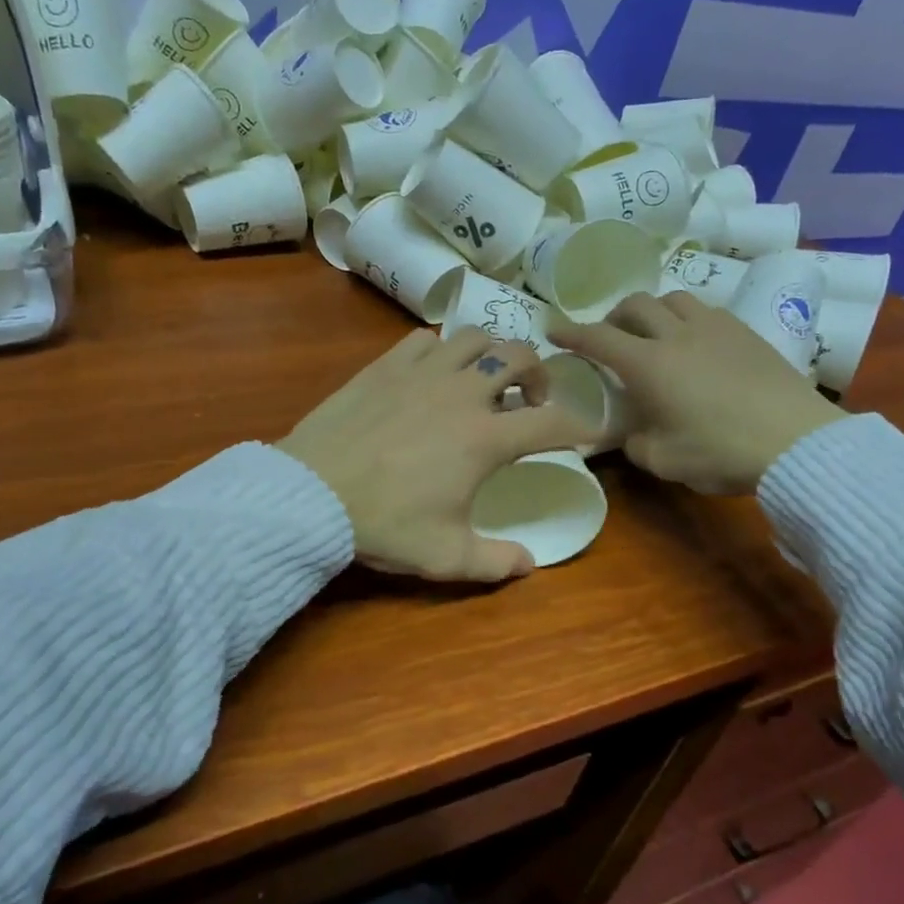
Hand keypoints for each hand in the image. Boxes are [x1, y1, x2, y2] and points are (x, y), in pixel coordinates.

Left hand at [277, 329, 588, 580]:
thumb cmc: (384, 524)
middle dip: (539, 375)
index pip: (553, 423)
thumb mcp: (445, 556)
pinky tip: (433, 373)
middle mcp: (463, 393)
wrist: (312, 493)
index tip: (590, 433)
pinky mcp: (386, 365)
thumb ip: (496, 562)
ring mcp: (422, 372)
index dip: (581, 427)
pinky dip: (441, 351)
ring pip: (475, 338)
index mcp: (486, 438)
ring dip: (492, 354)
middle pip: (520, 357)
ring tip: (485, 379)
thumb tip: (531, 564)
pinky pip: (425, 340)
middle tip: (530, 401)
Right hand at [549, 292, 845, 495]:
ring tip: (655, 334)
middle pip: (636, 305)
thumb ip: (635, 442)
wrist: (796, 442)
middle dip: (614, 317)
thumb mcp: (663, 461)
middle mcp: (677, 335)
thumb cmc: (720, 452)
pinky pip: (707, 311)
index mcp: (649, 365)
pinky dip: (688, 320)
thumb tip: (631, 432)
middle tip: (611, 337)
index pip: (598, 338)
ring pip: (674, 299)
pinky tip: (696, 343)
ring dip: (654, 312)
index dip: (571, 332)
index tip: (553, 329)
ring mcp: (716, 328)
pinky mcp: (747, 333)